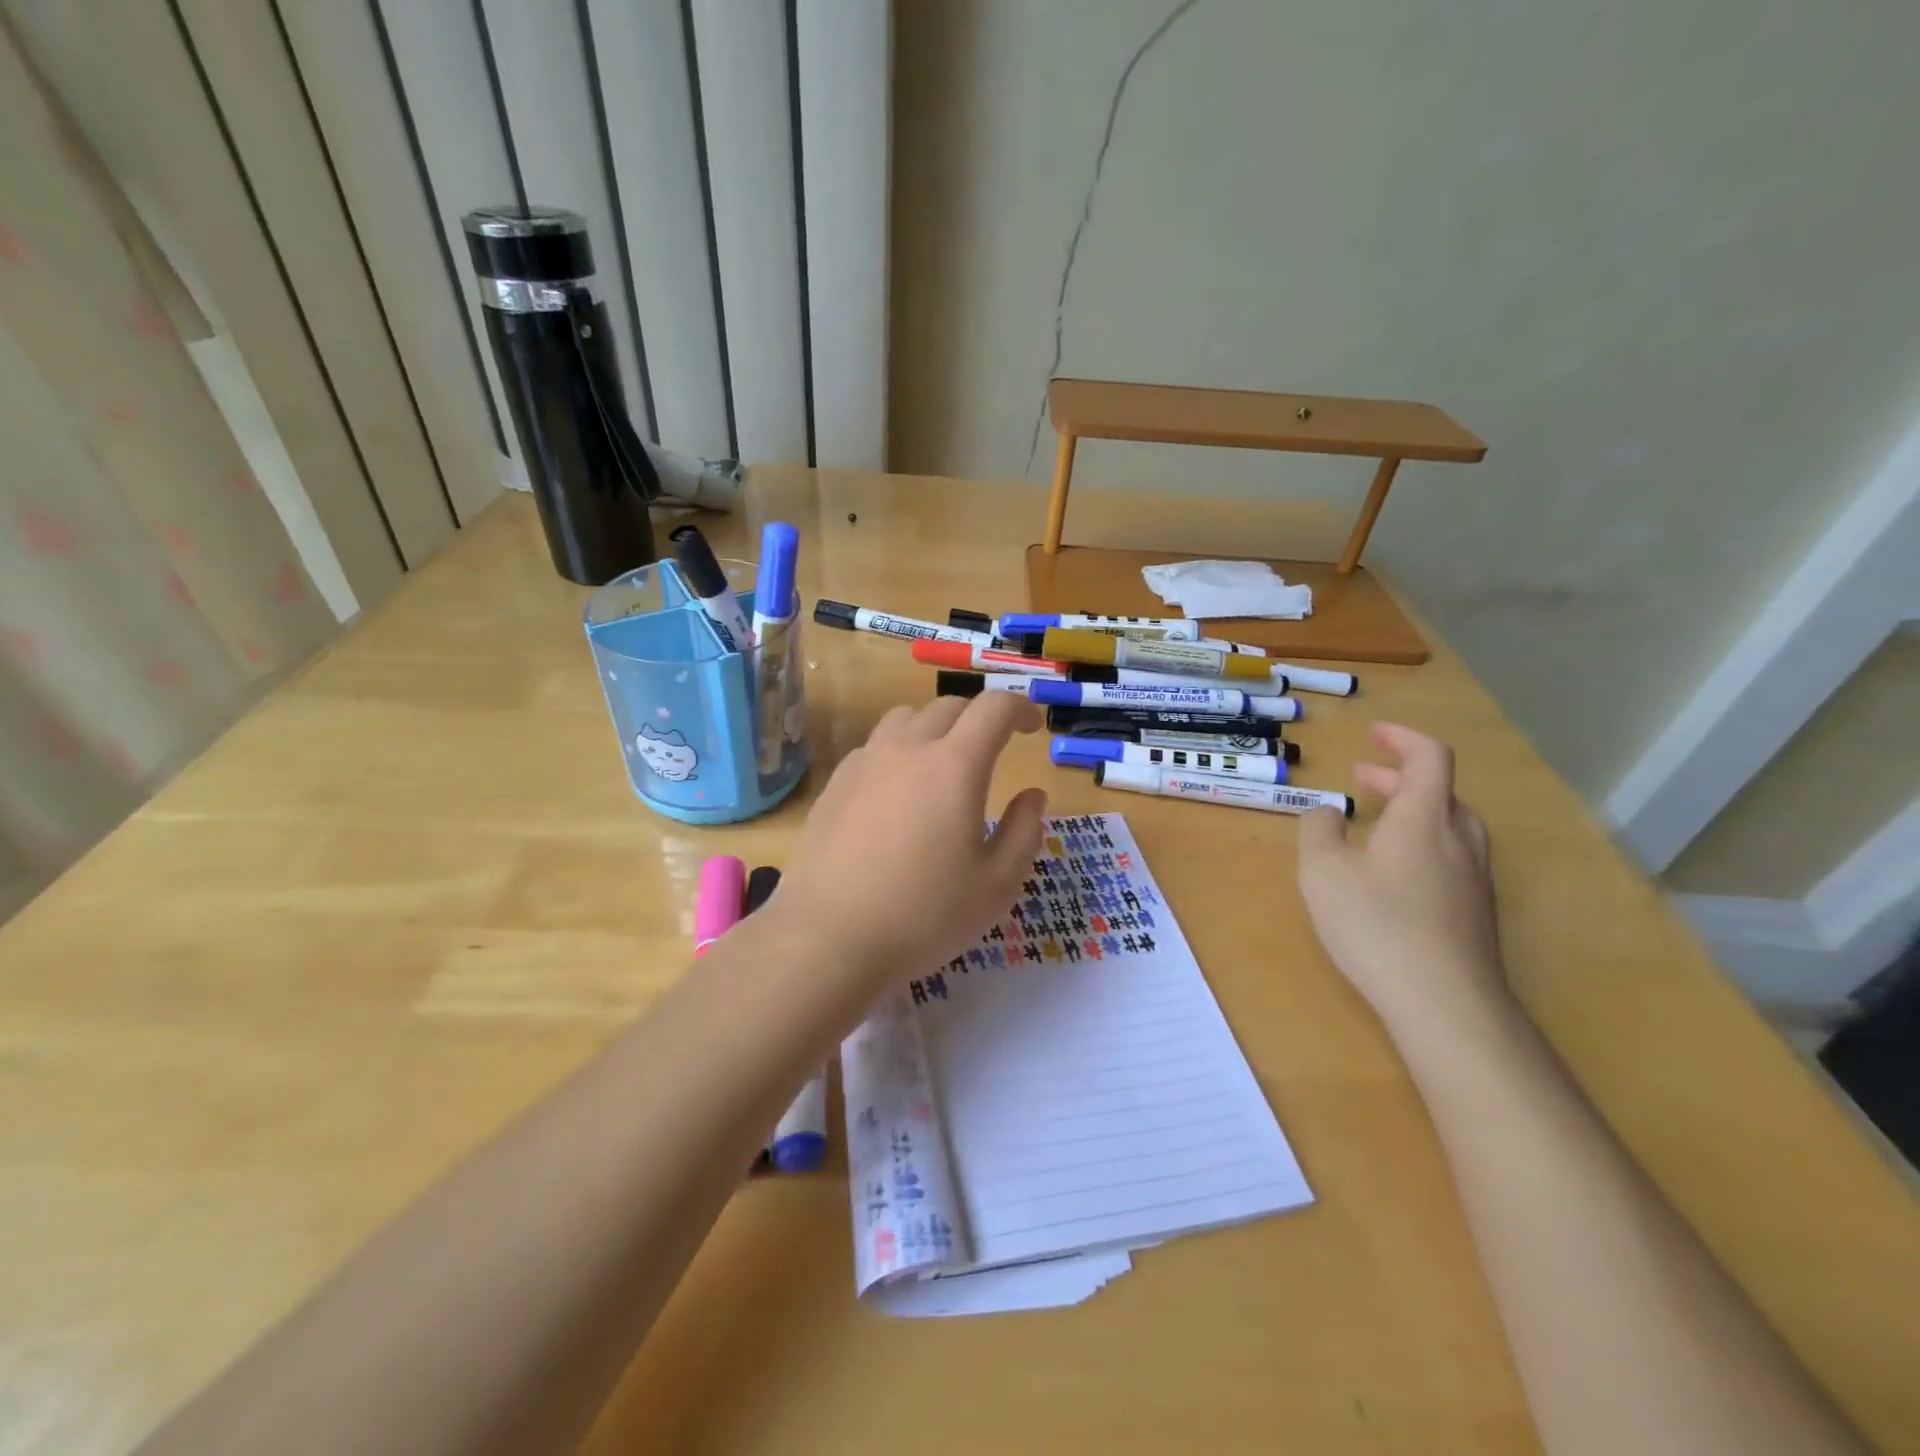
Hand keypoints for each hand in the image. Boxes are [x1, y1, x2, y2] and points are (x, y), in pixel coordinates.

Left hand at [770, 693, 1047, 993]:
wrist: (828, 937)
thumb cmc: (924, 915)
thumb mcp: (997, 885)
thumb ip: (1025, 831)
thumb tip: (1032, 795)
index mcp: (954, 765)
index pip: (993, 708)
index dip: (1020, 707)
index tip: (1031, 727)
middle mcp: (907, 749)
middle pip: (949, 707)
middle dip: (979, 718)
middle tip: (994, 748)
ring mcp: (865, 762)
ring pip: (905, 719)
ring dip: (934, 728)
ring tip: (942, 763)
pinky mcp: (835, 784)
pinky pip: (874, 747)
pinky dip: (897, 752)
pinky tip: (896, 793)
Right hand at [1297, 723, 1506, 1032]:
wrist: (1447, 1005)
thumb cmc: (1376, 925)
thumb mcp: (1322, 872)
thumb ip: (1317, 831)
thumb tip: (1327, 812)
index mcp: (1424, 819)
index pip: (1429, 757)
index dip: (1403, 738)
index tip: (1373, 734)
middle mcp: (1459, 840)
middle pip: (1441, 791)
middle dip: (1399, 777)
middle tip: (1362, 778)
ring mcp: (1474, 880)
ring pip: (1450, 826)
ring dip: (1413, 811)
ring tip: (1376, 823)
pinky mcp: (1476, 914)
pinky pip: (1451, 858)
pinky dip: (1422, 844)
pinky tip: (1393, 875)